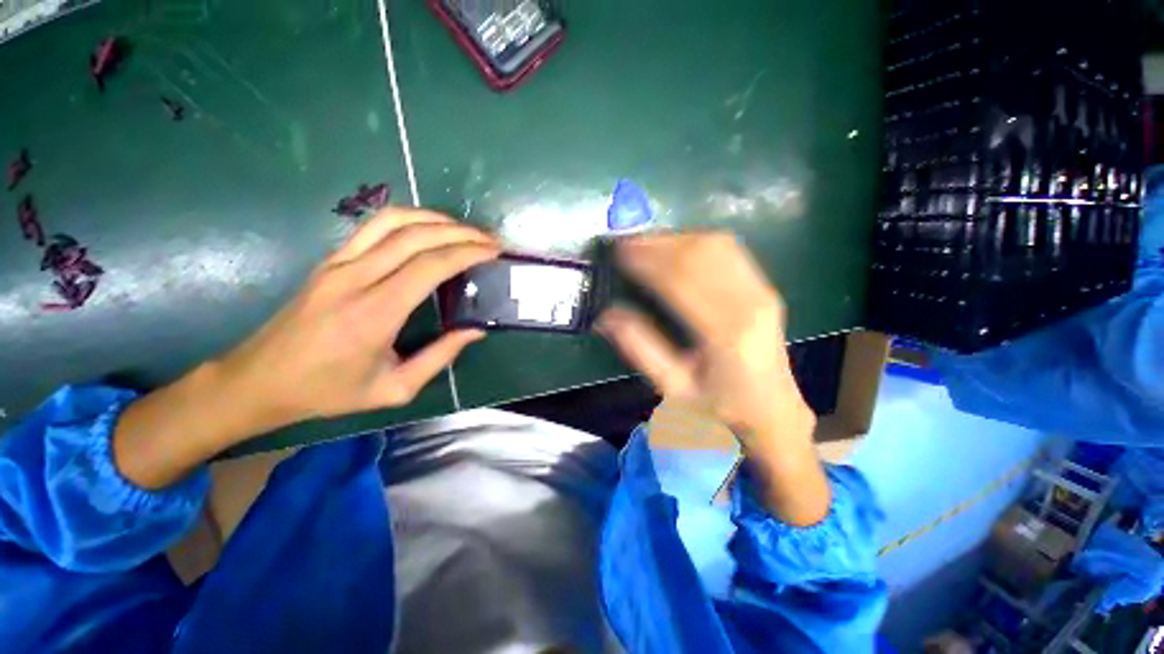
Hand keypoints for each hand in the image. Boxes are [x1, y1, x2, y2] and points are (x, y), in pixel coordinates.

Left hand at [114, 208, 497, 487]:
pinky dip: (409, 219)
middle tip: (489, 239)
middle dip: (461, 232)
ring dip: (435, 219)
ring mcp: (338, 263)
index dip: (467, 252)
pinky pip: (373, 226)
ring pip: (393, 221)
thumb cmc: (329, 391)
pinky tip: (428, 228)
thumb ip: (440, 357)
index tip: (494, 251)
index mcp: (375, 313)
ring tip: (464, 230)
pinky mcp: (330, 260)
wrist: (260, 381)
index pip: (430, 266)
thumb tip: (475, 331)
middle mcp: (356, 278)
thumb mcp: (394, 389)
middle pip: (417, 236)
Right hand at [597, 232, 828, 524]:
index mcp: (725, 333)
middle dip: (658, 243)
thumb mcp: (673, 388)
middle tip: (626, 244)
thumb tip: (606, 316)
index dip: (647, 260)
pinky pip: (729, 251)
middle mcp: (749, 303)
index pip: (680, 279)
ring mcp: (762, 291)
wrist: (773, 412)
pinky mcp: (764, 287)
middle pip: (699, 254)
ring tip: (645, 243)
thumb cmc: (720, 407)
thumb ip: (640, 349)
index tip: (619, 251)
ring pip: (715, 245)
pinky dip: (696, 242)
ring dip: (676, 239)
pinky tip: (675, 247)